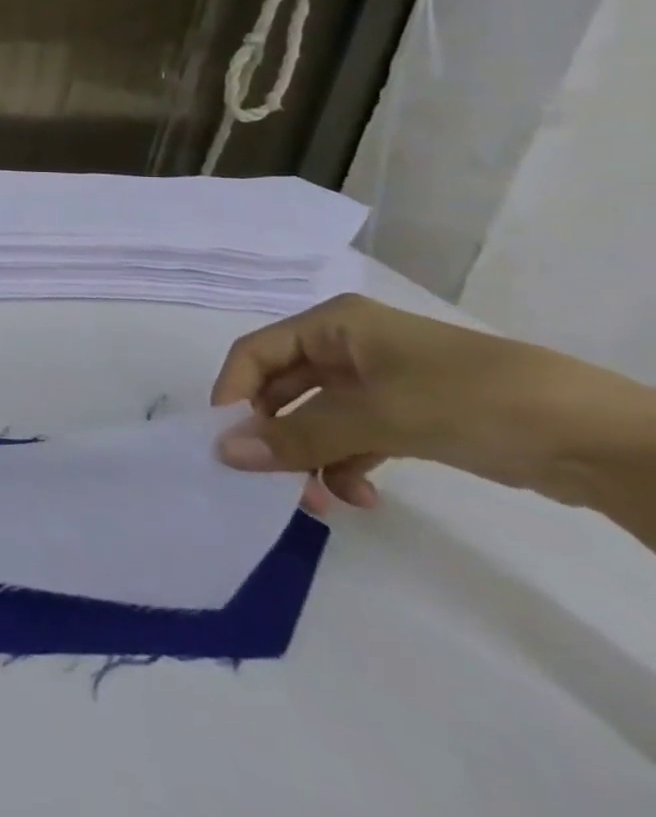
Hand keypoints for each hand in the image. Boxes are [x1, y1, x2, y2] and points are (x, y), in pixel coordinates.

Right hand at [209, 293, 655, 516]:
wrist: (602, 438)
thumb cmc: (470, 399)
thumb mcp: (377, 416)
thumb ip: (298, 436)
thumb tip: (224, 452)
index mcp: (331, 324)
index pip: (255, 353)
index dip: (233, 392)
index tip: (225, 442)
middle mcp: (345, 346)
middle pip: (283, 388)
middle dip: (276, 435)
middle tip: (274, 482)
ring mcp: (378, 382)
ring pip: (317, 418)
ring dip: (311, 457)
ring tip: (324, 501)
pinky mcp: (408, 416)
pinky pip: (353, 438)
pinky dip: (348, 465)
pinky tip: (364, 496)